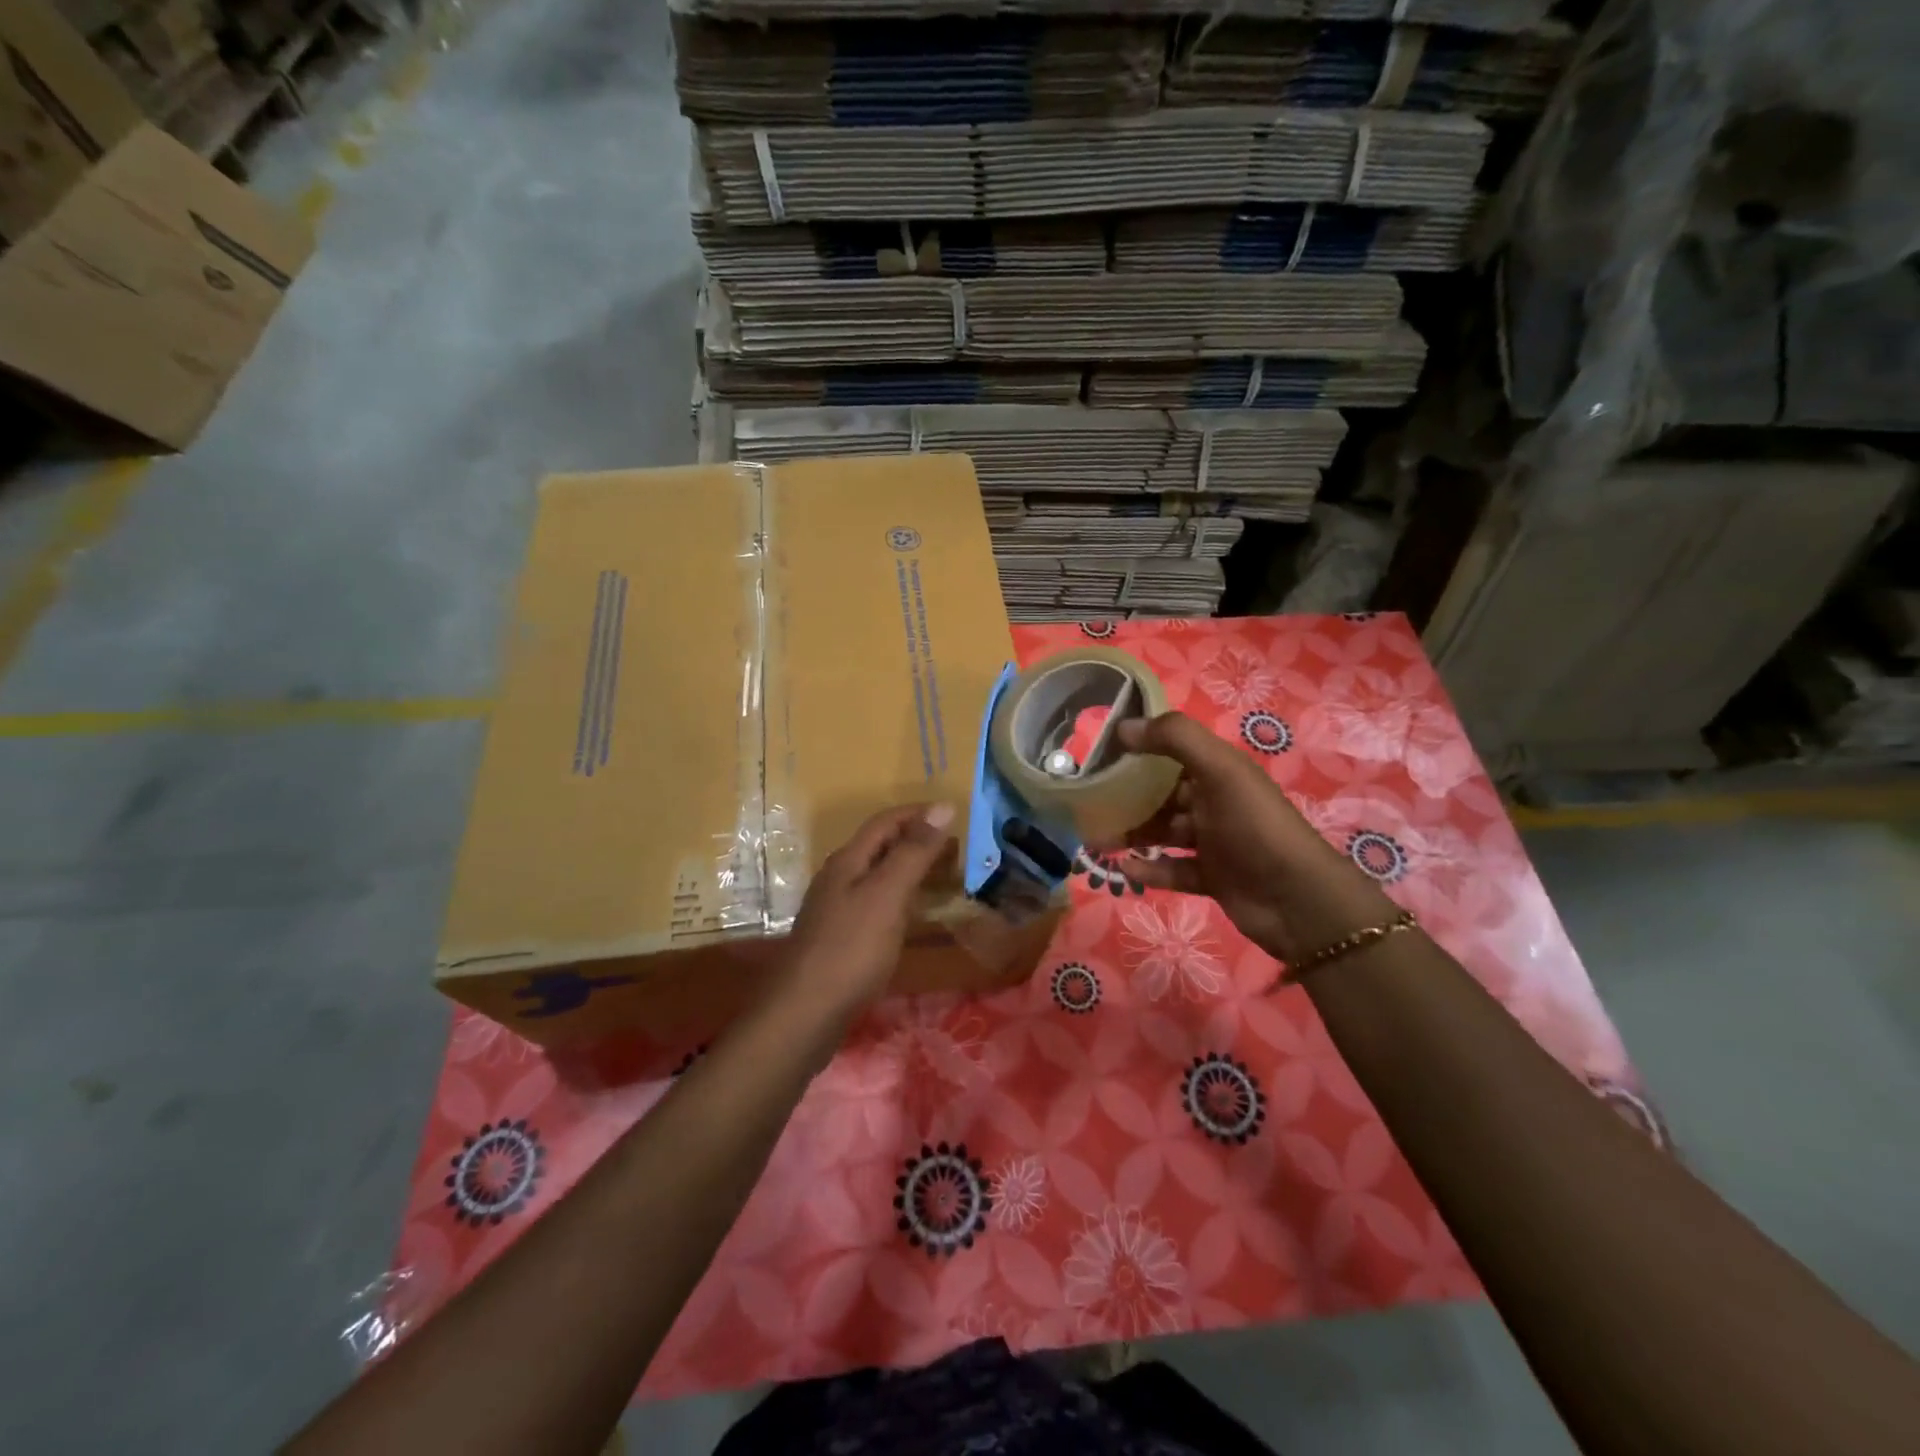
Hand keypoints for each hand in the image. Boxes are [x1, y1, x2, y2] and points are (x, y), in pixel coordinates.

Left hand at [783, 803, 957, 1013]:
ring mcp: (836, 909)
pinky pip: (876, 902)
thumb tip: (942, 806)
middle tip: (957, 848)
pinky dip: (901, 897)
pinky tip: (913, 914)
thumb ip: (913, 852)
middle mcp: (839, 878)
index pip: (885, 821)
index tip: (954, 814)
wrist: (804, 1014)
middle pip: (880, 846)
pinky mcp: (840, 937)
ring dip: (910, 868)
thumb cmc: (850, 950)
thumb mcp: (887, 895)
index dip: (918, 813)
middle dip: (917, 839)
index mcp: (848, 861)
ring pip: (878, 874)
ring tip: (944, 876)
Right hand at [1103, 713, 1396, 964]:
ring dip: (1132, 834)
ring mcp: (1214, 842)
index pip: (1172, 753)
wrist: (1295, 899)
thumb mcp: (1218, 769)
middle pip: (1163, 794)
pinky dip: (1150, 869)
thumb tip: (1122, 726)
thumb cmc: (1253, 825)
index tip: (1098, 756)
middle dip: (1128, 797)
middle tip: (1089, 803)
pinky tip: (1125, 869)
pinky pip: (1172, 869)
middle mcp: (1215, 802)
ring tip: (1097, 840)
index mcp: (1218, 772)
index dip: (1138, 750)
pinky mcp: (1211, 877)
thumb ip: (1173, 739)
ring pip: (1163, 832)